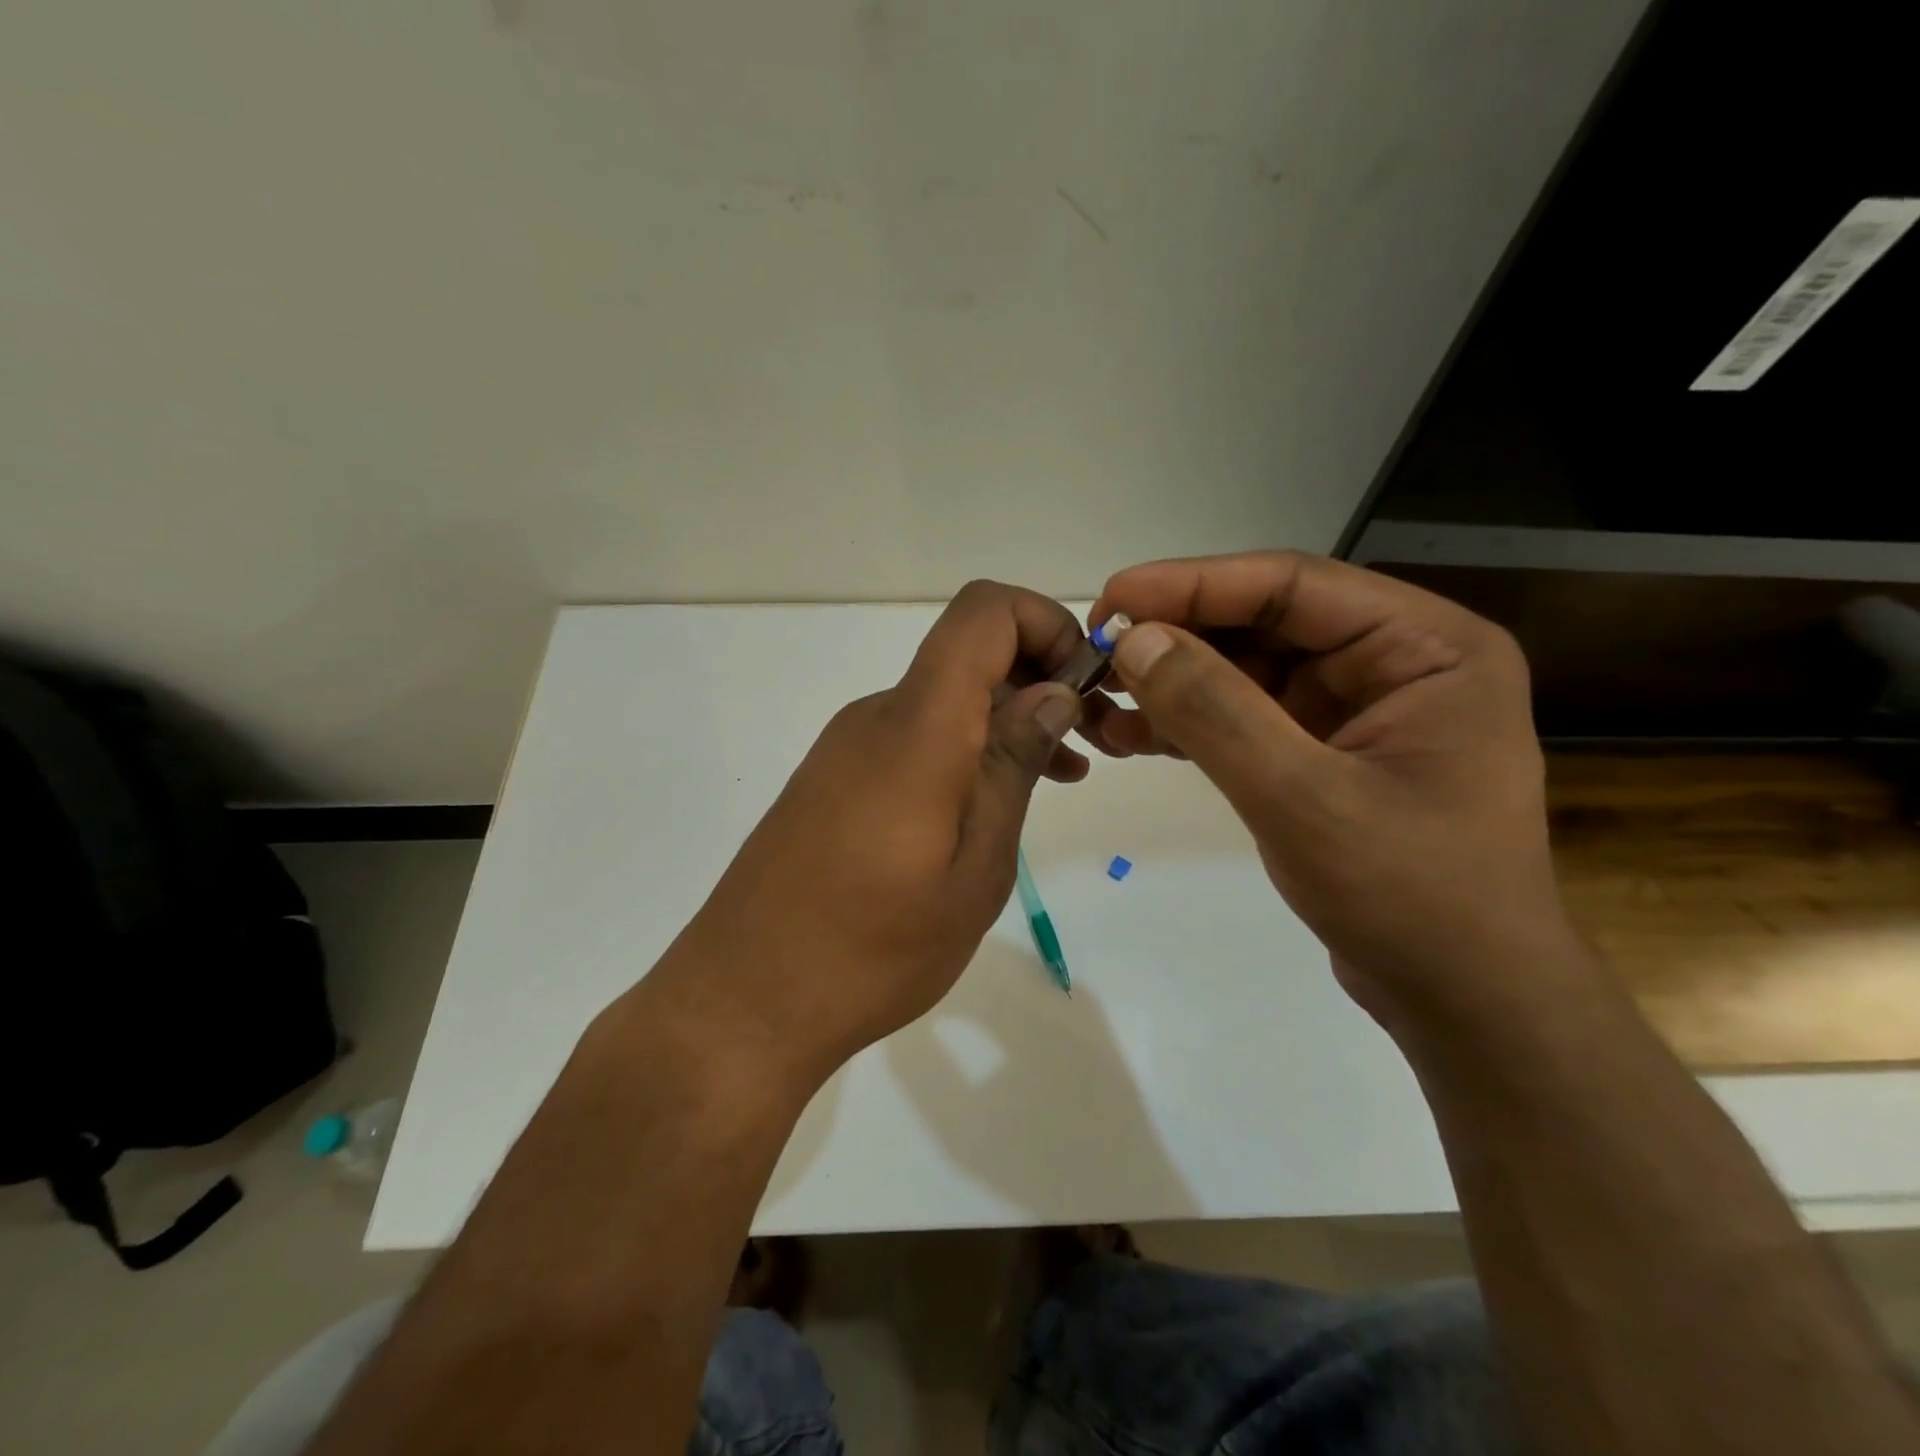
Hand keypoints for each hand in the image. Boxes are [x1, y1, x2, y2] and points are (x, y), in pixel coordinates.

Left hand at [650, 582, 1088, 1084]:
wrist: (743, 1002)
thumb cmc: (873, 949)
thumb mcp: (974, 868)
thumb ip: (1012, 767)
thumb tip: (1053, 692)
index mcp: (916, 727)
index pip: (983, 612)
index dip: (1046, 622)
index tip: (1085, 688)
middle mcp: (877, 716)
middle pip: (968, 652)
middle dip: (1040, 679)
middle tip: (1088, 747)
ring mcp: (847, 747)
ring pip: (944, 700)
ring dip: (1007, 721)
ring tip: (1057, 780)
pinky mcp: (833, 779)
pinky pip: (913, 738)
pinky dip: (965, 750)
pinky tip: (989, 808)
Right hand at [1084, 552, 1572, 1022]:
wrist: (1463, 1001)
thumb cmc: (1410, 896)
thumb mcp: (1303, 797)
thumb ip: (1215, 711)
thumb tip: (1133, 639)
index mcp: (1425, 646)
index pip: (1292, 586)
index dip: (1193, 585)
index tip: (1110, 600)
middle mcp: (1395, 662)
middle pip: (1263, 624)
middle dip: (1175, 638)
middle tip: (1095, 655)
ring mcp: (1357, 709)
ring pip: (1244, 671)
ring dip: (1172, 684)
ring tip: (1099, 702)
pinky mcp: (1324, 753)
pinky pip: (1244, 718)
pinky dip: (1188, 725)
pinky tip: (1130, 736)